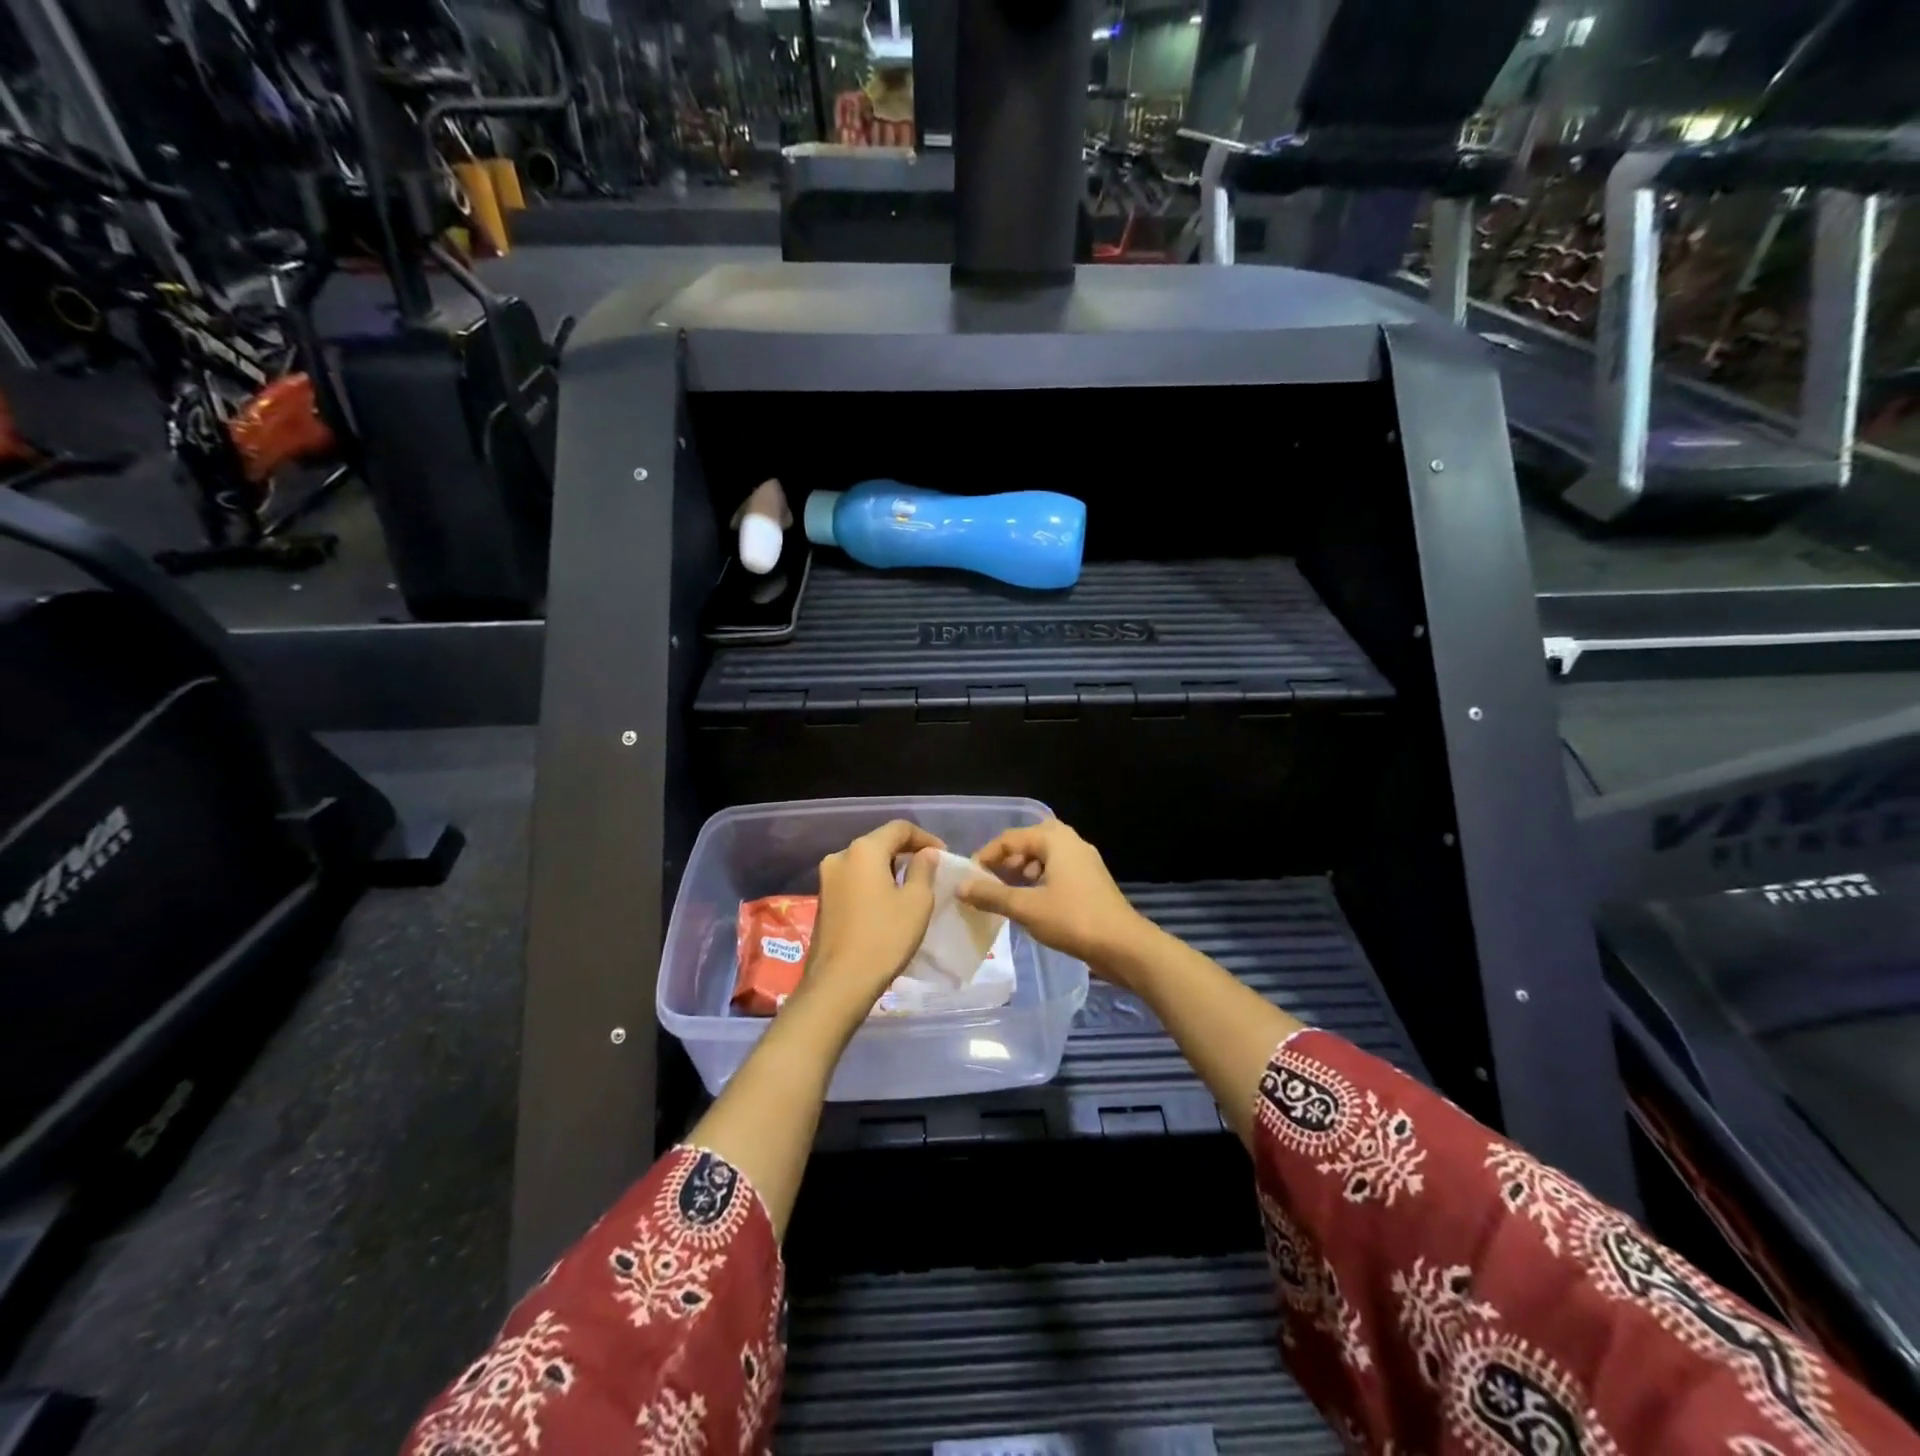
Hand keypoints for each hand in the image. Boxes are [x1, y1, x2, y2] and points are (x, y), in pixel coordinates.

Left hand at [795, 820, 943, 1031]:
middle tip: (930, 869)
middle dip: (906, 852)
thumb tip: (925, 854)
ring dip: (889, 868)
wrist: (839, 983)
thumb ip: (923, 870)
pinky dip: (873, 883)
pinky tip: (888, 902)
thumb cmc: (884, 938)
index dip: (925, 838)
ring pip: (865, 862)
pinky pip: (854, 880)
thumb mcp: (916, 902)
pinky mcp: (823, 900)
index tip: (943, 855)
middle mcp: (840, 856)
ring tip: (911, 886)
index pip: (899, 828)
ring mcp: (827, 879)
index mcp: (863, 850)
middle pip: (879, 842)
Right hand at [957, 819, 1152, 979]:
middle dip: (1006, 861)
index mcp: (1055, 839)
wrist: (1124, 945)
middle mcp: (1071, 842)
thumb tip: (961, 887)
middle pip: (1029, 843)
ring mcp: (1084, 862)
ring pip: (1044, 858)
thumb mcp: (1026, 907)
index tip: (969, 878)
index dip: (986, 856)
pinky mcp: (1091, 881)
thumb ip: (991, 895)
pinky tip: (1031, 905)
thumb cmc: (1073, 919)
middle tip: (989, 882)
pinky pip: (1057, 872)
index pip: (1010, 838)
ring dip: (1022, 872)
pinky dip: (1039, 882)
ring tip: (1007, 895)